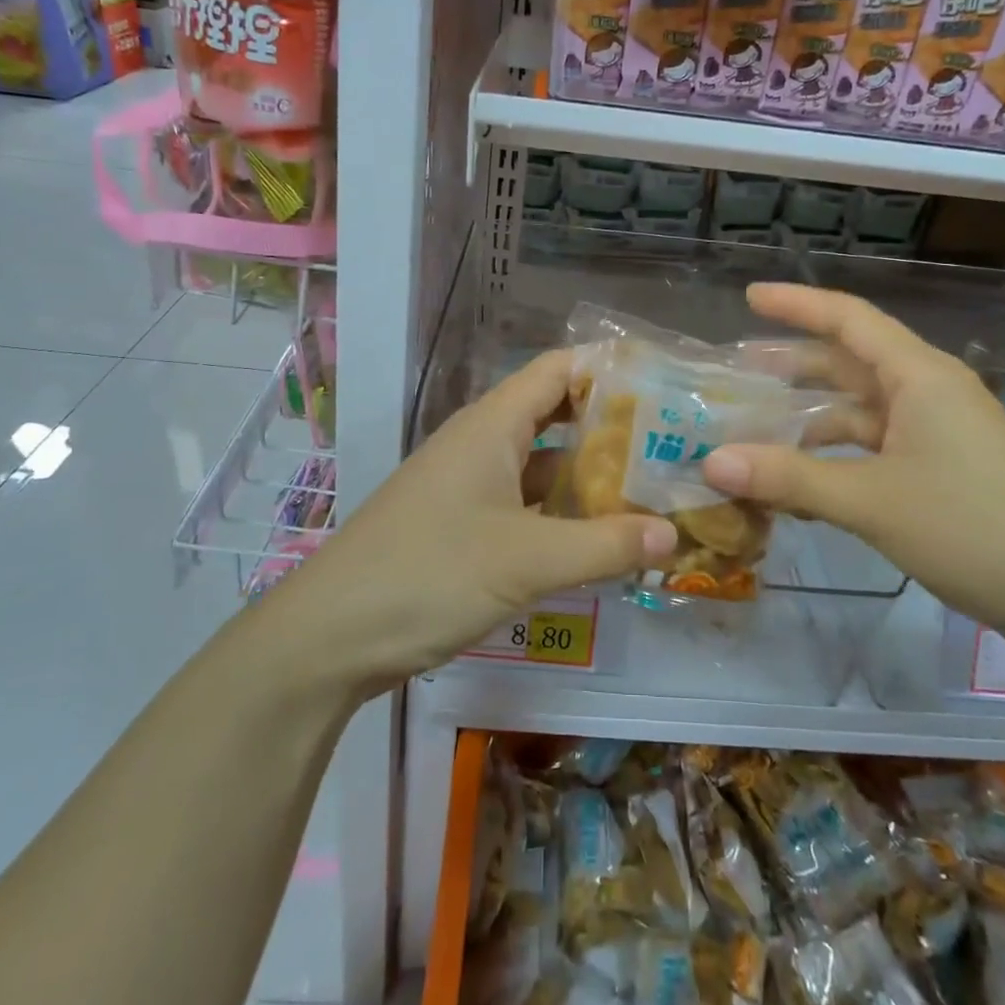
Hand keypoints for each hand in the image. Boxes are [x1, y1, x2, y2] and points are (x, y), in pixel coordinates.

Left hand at [270, 350, 675, 692]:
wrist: (330, 636)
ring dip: (589, 473)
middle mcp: (482, 441)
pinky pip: (524, 501)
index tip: (665, 384)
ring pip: (541, 462)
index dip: (610, 368)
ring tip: (651, 487)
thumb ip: (605, 545)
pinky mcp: (462, 523)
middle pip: (556, 413)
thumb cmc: (430, 574)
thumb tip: (674, 533)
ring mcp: (469, 483)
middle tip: (671, 441)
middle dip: (610, 425)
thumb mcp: (528, 560)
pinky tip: (598, 535)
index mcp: (493, 424)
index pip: (560, 369)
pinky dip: (561, 510)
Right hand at [701, 283, 1004, 644]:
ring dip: (811, 418)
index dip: (797, 304)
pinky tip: (804, 481)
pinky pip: (877, 448)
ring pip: (862, 410)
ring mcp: (940, 435)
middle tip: (737, 371)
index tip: (748, 298)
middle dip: (794, 364)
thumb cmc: (978, 529)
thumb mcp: (873, 501)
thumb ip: (790, 478)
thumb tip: (711, 462)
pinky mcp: (946, 473)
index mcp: (919, 377)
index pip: (849, 319)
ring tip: (757, 429)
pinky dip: (837, 456)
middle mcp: (929, 394)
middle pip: (851, 363)